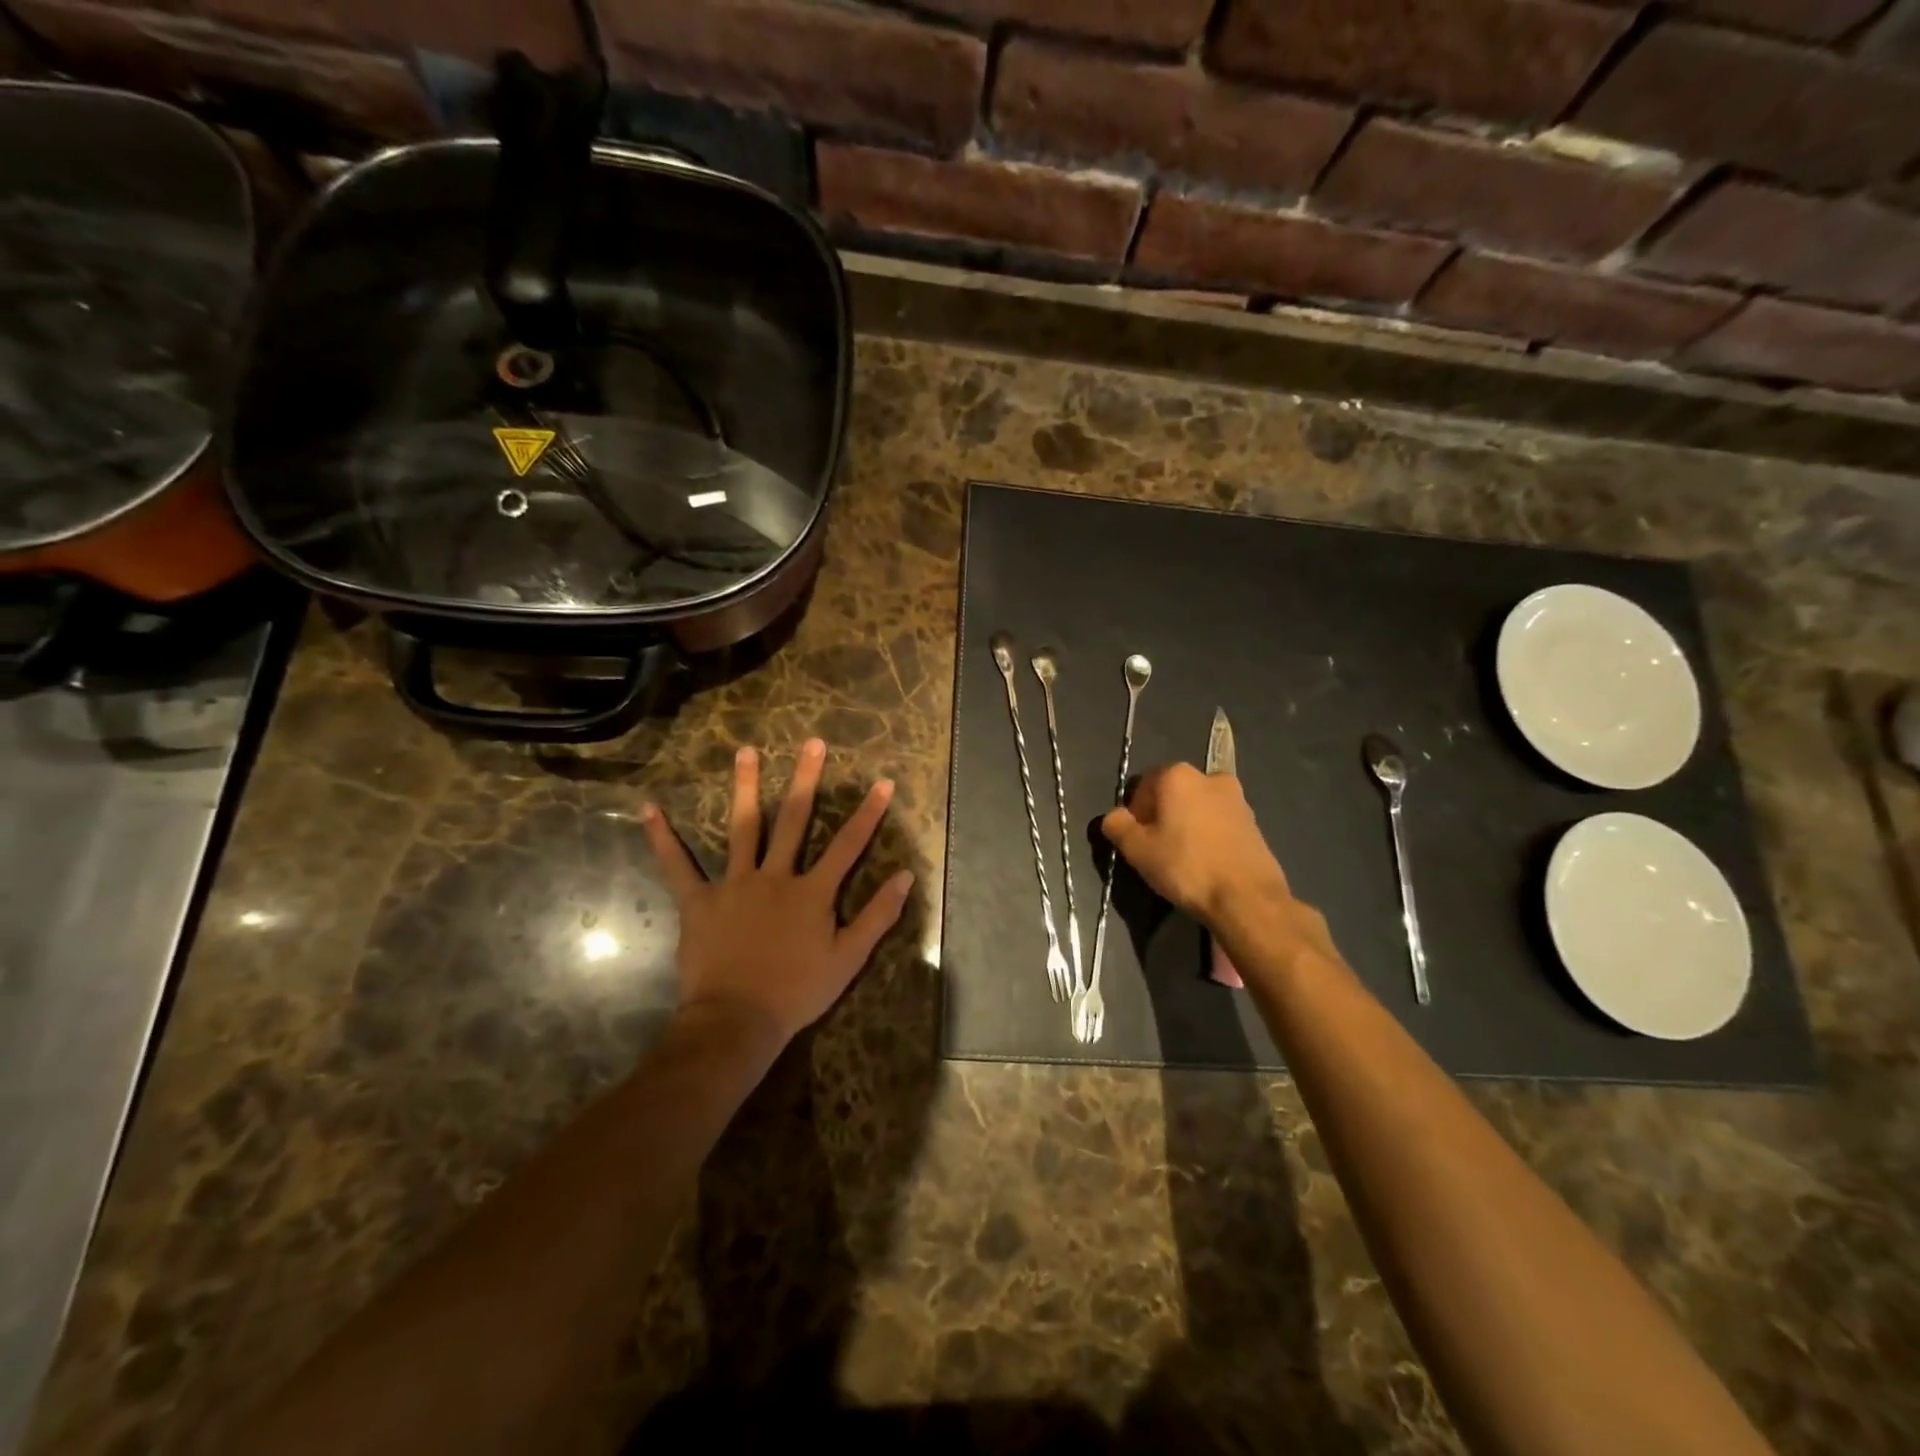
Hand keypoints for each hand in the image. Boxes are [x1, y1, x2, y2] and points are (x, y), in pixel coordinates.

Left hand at [640, 739, 913, 1045]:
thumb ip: (878, 915)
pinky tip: (649, 809)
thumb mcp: (848, 958)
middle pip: (794, 819)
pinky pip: (678, 866)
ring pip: (742, 827)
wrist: (737, 1021)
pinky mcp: (699, 901)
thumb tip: (905, 877)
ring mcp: (734, 884)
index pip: (848, 844)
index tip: (883, 782)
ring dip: (745, 787)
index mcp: (812, 891)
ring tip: (746, 751)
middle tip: (812, 743)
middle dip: (806, 779)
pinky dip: (662, 839)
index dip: (868, 813)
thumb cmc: (797, 992)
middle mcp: (775, 876)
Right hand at [1101, 762, 1292, 928]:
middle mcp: (1209, 777)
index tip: (1137, 840)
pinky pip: (1219, 823)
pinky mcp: (1254, 821)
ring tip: (1182, 859)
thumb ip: (1117, 826)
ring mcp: (1237, 798)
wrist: (1247, 898)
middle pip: (1172, 794)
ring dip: (1186, 825)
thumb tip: (1114, 817)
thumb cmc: (1186, 866)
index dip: (1134, 813)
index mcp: (1178, 775)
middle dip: (1161, 816)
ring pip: (1197, 808)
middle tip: (1156, 850)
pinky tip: (1206, 863)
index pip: (1143, 785)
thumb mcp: (1137, 849)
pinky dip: (1208, 836)